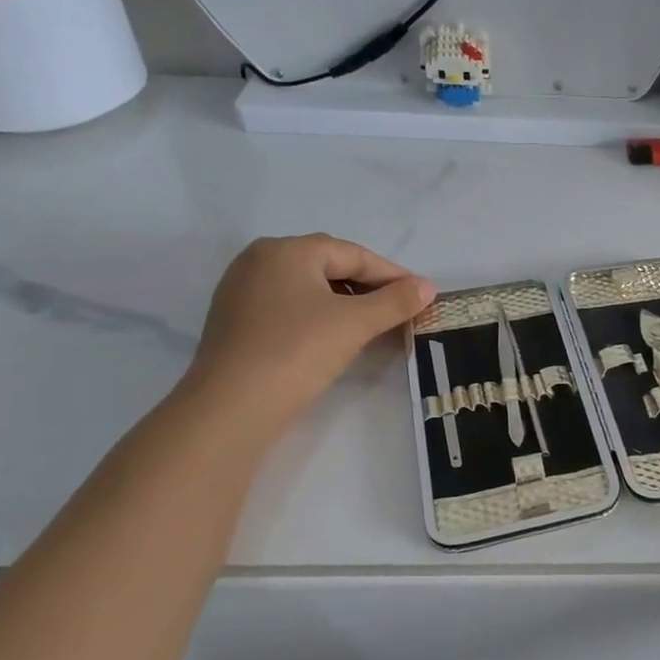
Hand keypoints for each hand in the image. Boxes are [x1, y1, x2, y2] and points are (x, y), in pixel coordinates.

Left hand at [184, 235, 433, 421]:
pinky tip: (335, 336)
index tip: (420, 294)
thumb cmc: (298, 352)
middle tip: (400, 308)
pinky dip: (318, 315)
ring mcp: (242, 291)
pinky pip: (288, 306)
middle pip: (328, 266)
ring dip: (345, 302)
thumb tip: (427, 286)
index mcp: (286, 250)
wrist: (232, 408)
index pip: (352, 254)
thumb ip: (395, 301)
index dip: (391, 274)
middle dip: (368, 286)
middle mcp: (259, 260)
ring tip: (373, 324)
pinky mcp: (235, 321)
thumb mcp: (356, 324)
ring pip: (308, 287)